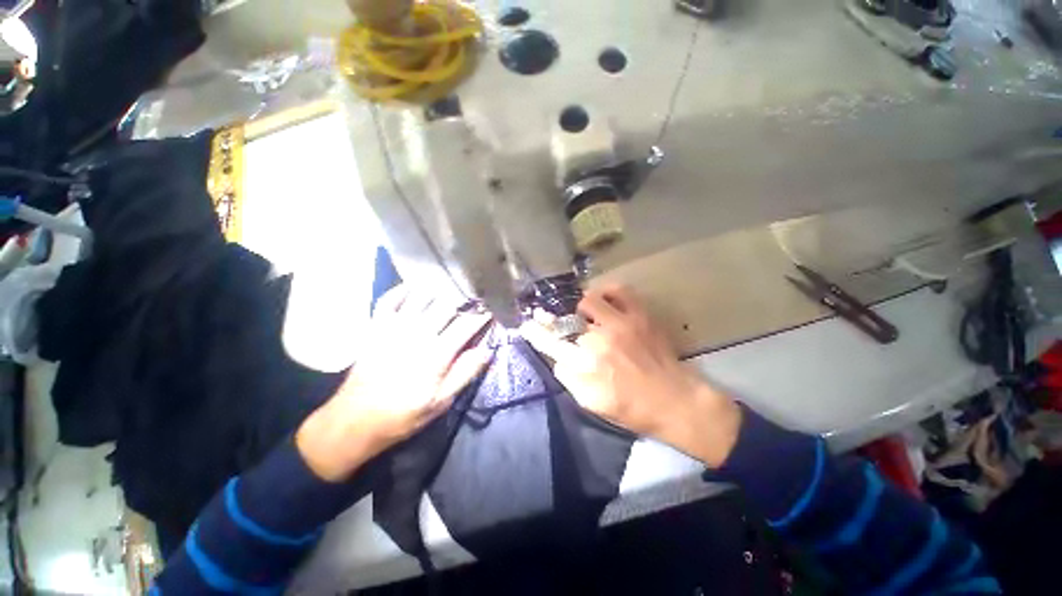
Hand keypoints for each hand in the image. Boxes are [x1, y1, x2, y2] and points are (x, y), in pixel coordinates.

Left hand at [297, 285, 491, 480]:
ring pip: (421, 297)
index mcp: (436, 354)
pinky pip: (389, 299)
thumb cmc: (403, 414)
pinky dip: (402, 290)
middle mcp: (417, 334)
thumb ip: (465, 374)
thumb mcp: (440, 402)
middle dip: (463, 301)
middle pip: (446, 305)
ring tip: (449, 291)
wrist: (354, 421)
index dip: (481, 316)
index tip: (490, 311)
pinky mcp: (375, 327)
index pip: (466, 325)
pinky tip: (413, 287)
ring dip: (438, 292)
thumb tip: (486, 351)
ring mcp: (393, 327)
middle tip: (472, 301)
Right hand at [520, 284, 741, 467]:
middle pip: (567, 322)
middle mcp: (599, 340)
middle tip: (566, 328)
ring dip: (583, 310)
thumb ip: (569, 379)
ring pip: (588, 301)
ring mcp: (621, 324)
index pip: (550, 342)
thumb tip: (559, 358)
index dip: (536, 332)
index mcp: (585, 365)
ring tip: (587, 317)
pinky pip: (619, 291)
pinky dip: (608, 292)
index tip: (527, 325)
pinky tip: (605, 301)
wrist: (674, 400)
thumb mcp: (591, 403)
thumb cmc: (631, 407)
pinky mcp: (640, 315)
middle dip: (561, 326)